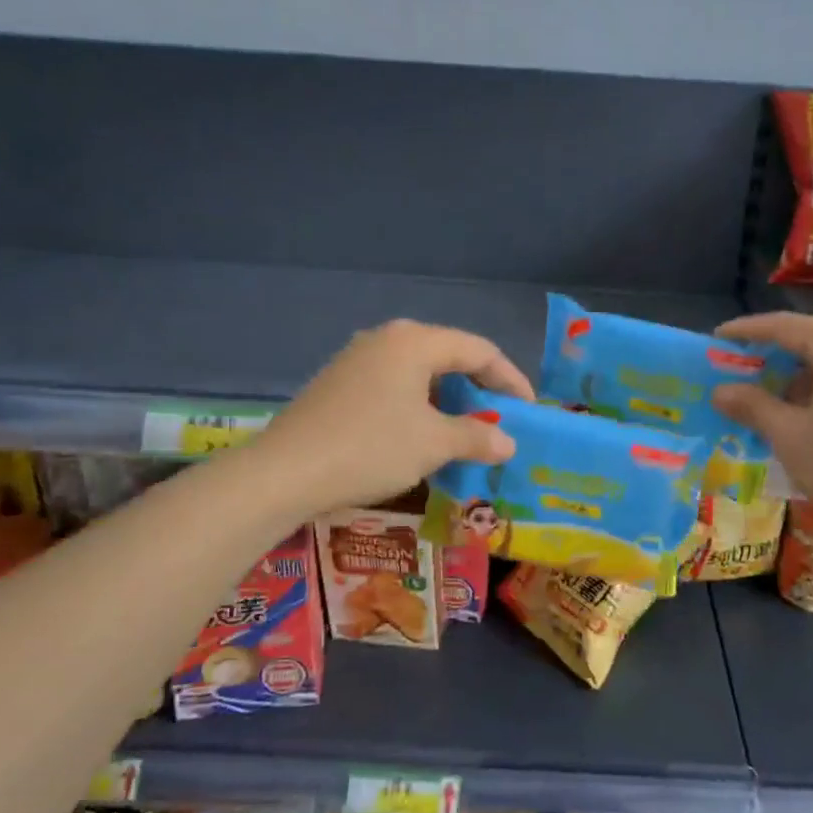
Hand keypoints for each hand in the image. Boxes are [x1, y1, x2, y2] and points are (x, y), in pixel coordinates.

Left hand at [254, 319, 533, 513]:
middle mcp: (386, 339)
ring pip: (419, 373)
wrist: (284, 473)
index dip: (509, 379)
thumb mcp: (434, 444)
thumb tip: (508, 443)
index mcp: (415, 341)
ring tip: (464, 431)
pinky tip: (420, 435)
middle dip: (478, 389)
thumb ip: (477, 437)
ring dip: (448, 400)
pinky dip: (418, 406)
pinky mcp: (338, 383)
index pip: (479, 350)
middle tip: (498, 419)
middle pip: (448, 356)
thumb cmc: (370, 448)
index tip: (528, 409)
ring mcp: (357, 359)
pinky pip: (393, 385)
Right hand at [711, 312, 812, 524]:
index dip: (750, 329)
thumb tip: (720, 391)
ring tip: (769, 392)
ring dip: (798, 371)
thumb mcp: (788, 434)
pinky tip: (804, 413)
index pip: (790, 326)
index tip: (719, 336)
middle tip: (742, 360)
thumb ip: (752, 406)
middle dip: (775, 348)